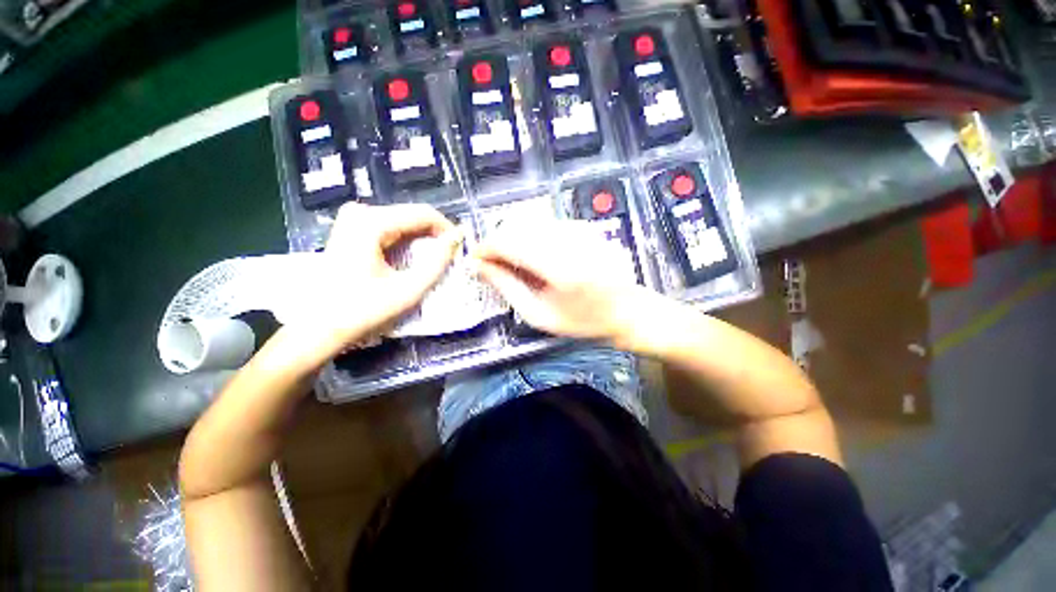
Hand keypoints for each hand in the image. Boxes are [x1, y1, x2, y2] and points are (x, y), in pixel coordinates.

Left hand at [278, 203, 460, 369]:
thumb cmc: (364, 310)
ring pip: (403, 221)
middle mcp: (360, 212)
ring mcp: (353, 219)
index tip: (460, 249)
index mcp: (371, 223)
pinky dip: (407, 241)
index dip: (447, 230)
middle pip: (412, 216)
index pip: (423, 214)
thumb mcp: (409, 289)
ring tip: (434, 260)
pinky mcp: (351, 228)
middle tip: (449, 258)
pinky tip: (413, 258)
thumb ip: (437, 262)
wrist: (320, 325)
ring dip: (423, 239)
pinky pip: (390, 227)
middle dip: (435, 235)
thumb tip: (457, 239)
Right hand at [473, 220, 651, 342]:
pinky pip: (545, 224)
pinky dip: (530, 237)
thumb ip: (507, 287)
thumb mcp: (539, 315)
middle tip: (492, 265)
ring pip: (529, 222)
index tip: (474, 260)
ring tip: (512, 264)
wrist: (627, 311)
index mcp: (559, 267)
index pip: (509, 242)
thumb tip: (479, 266)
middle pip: (516, 227)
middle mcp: (569, 240)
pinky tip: (534, 257)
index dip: (485, 248)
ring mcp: (578, 229)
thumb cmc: (582, 321)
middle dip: (497, 244)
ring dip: (513, 240)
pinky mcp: (583, 226)